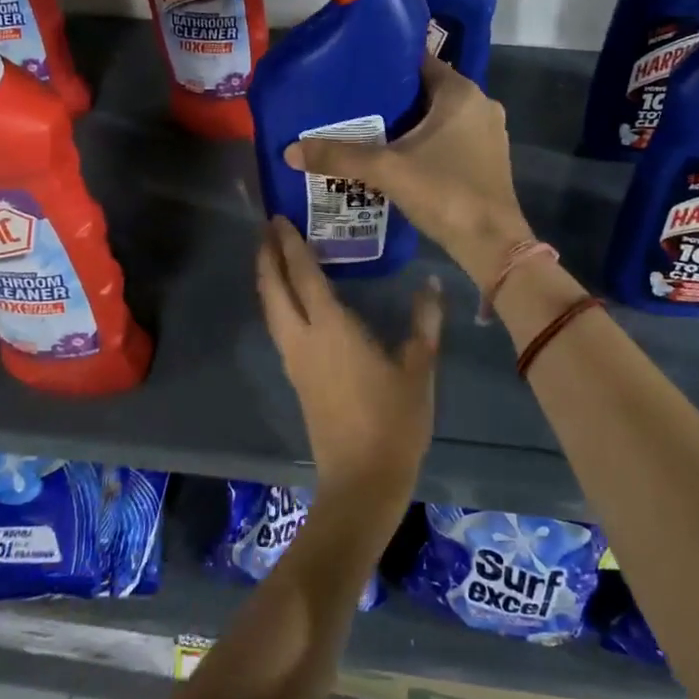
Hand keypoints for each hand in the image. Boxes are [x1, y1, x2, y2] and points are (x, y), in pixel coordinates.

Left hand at [256, 216, 441, 505]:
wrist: (362, 480)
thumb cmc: (394, 420)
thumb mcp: (418, 368)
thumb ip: (424, 322)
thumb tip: (431, 283)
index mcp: (331, 329)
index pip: (304, 275)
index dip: (290, 245)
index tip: (279, 219)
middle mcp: (303, 339)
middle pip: (274, 289)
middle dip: (267, 256)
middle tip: (267, 228)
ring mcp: (295, 361)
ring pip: (271, 310)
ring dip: (268, 279)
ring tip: (271, 256)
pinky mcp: (297, 379)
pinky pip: (278, 327)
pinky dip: (277, 303)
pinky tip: (289, 302)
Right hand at [283, 58, 534, 283]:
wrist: (492, 244)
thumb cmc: (446, 193)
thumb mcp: (387, 171)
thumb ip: (339, 157)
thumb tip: (291, 150)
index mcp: (461, 93)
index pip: (419, 61)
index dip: (386, 64)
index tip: (354, 72)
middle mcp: (480, 105)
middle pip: (427, 90)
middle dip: (392, 98)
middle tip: (352, 104)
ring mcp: (487, 133)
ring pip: (439, 117)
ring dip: (408, 123)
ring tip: (367, 130)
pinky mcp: (487, 159)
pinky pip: (450, 138)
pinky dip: (425, 142)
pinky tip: (397, 157)